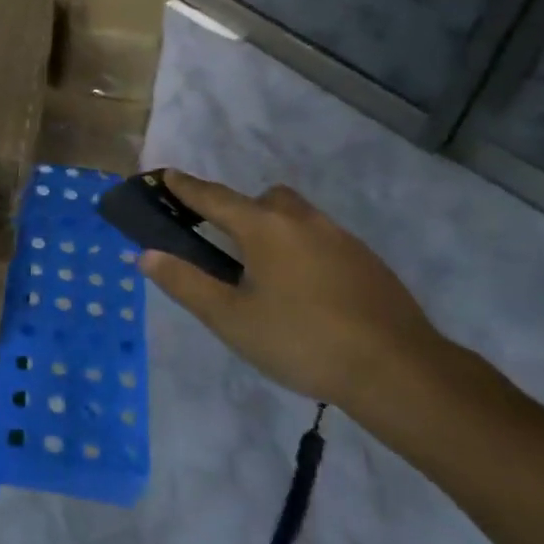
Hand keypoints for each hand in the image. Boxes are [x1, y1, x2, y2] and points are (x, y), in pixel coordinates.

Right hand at [138, 171, 444, 409]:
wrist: (397, 368)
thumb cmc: (301, 341)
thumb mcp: (231, 319)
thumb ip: (186, 283)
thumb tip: (146, 254)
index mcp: (264, 228)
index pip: (214, 198)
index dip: (186, 187)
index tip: (167, 175)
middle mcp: (302, 221)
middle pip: (263, 199)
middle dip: (239, 210)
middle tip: (226, 244)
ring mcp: (340, 237)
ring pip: (296, 217)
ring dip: (274, 229)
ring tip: (266, 274)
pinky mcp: (366, 260)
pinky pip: (321, 239)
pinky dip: (303, 250)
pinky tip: (307, 292)